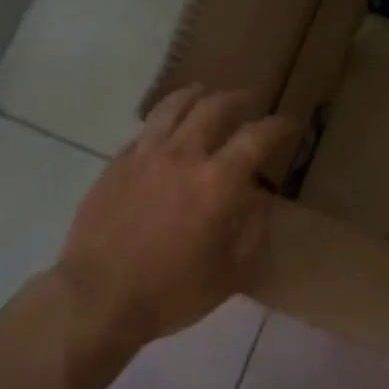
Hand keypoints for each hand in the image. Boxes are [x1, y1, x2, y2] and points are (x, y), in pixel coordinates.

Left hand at [54, 85, 292, 353]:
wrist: (99, 297)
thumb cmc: (172, 292)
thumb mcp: (230, 273)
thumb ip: (251, 231)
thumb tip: (258, 200)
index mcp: (217, 182)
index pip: (256, 138)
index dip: (278, 125)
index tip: (290, 122)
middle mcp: (182, 156)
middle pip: (213, 108)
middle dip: (237, 98)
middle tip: (248, 99)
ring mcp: (143, 156)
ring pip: (172, 107)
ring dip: (194, 95)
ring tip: (203, 92)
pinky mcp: (115, 165)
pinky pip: (144, 131)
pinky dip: (163, 122)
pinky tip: (165, 130)